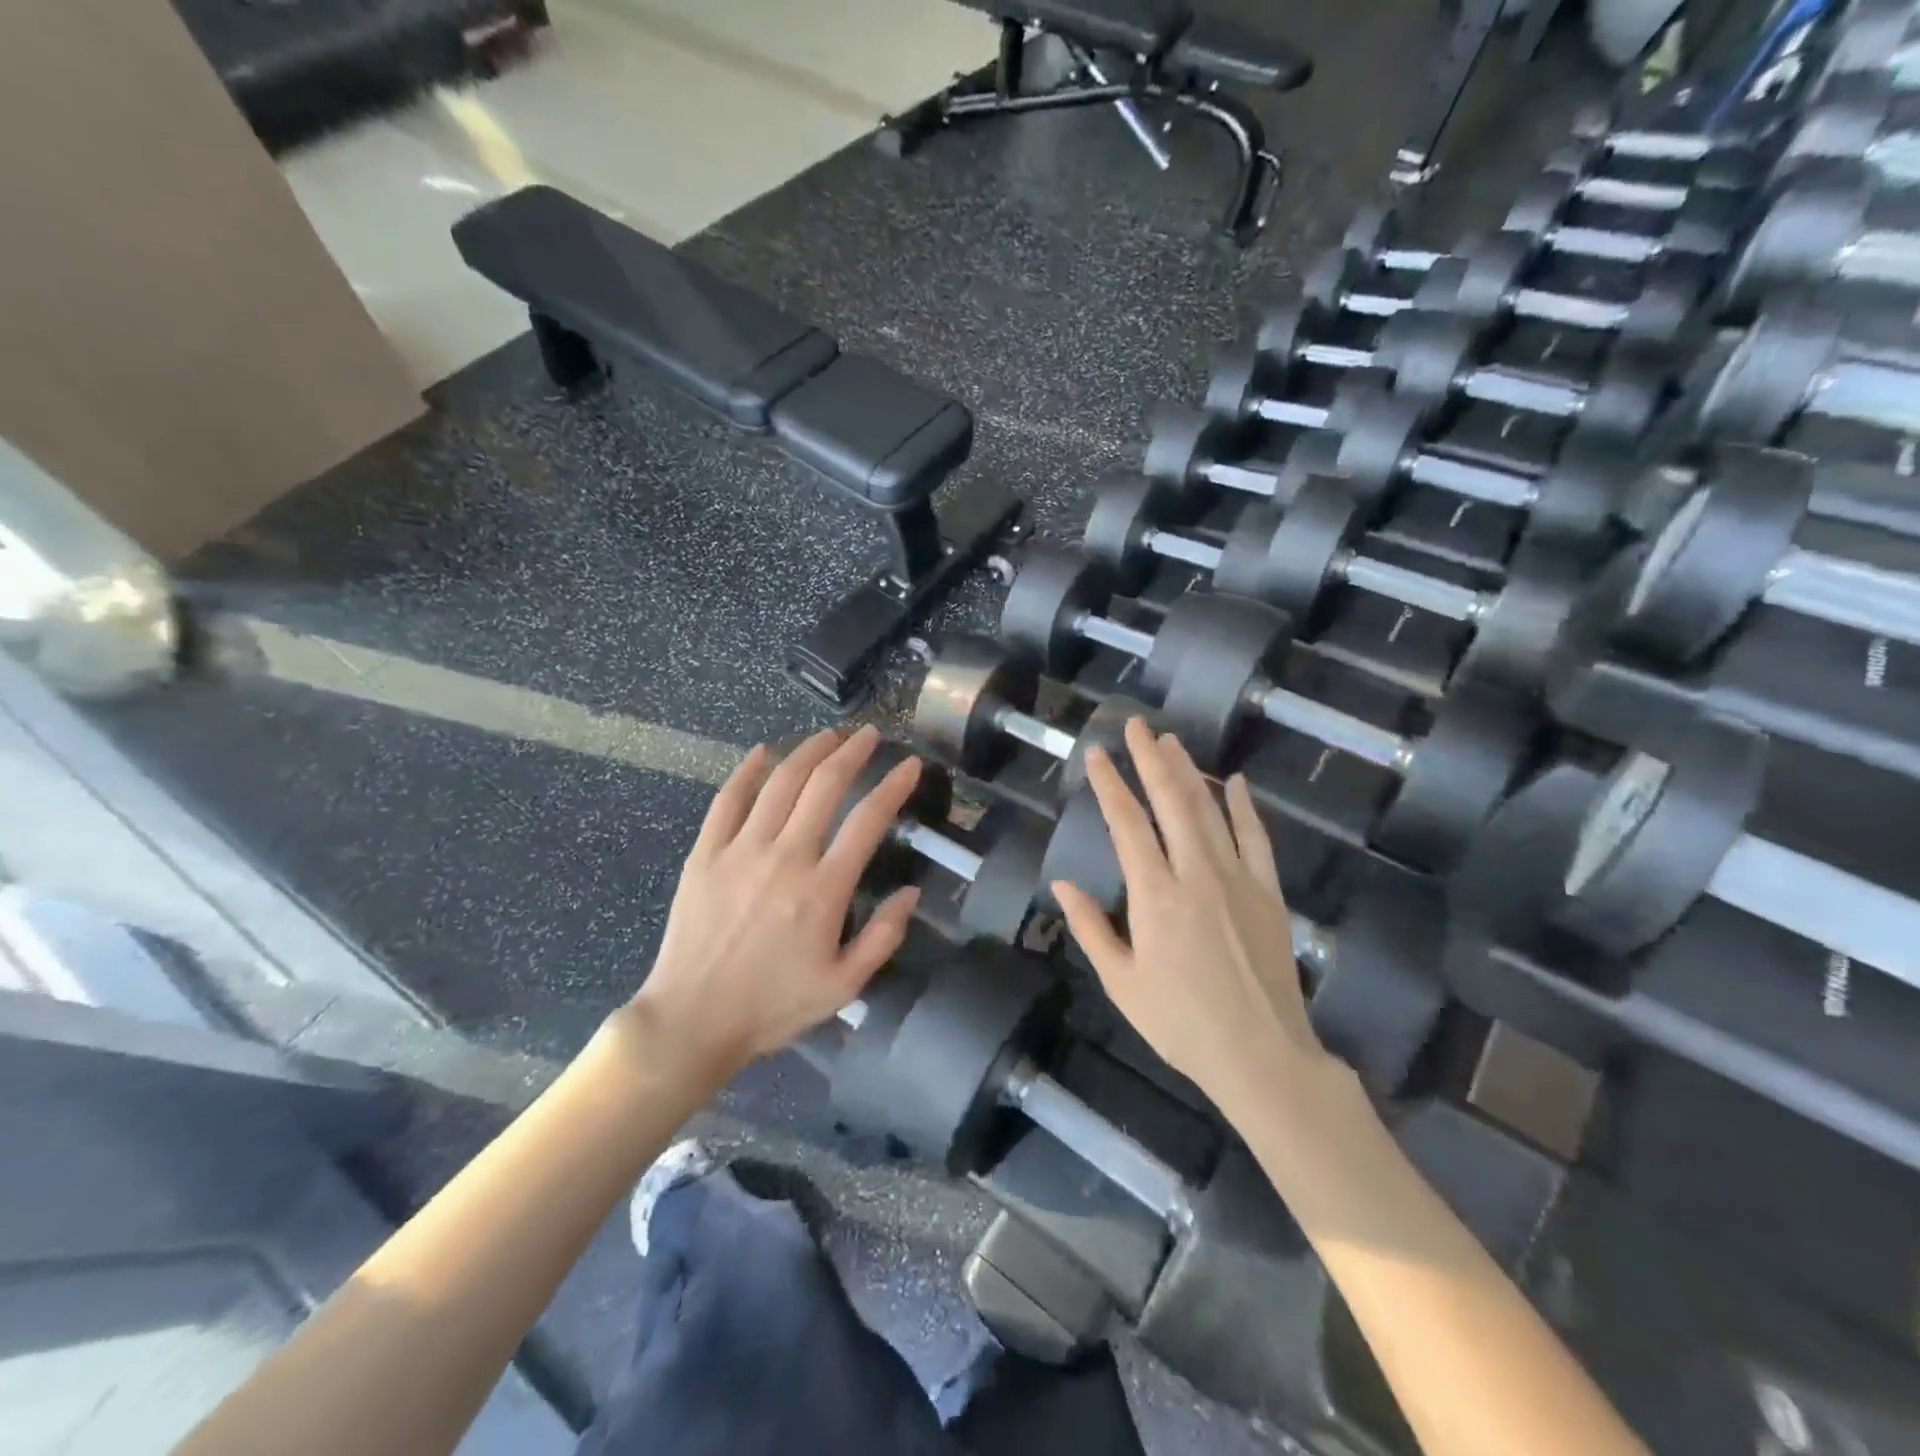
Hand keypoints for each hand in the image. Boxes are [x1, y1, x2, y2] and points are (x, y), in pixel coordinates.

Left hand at [628, 725, 922, 1081]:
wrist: (691, 1021)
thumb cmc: (772, 1007)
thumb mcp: (844, 987)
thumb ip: (883, 937)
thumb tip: (912, 893)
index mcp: (824, 889)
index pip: (868, 820)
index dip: (894, 786)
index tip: (911, 765)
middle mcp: (785, 857)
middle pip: (824, 786)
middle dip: (852, 752)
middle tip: (869, 735)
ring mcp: (740, 851)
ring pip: (780, 783)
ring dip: (808, 751)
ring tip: (828, 735)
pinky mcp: (705, 854)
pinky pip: (728, 800)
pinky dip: (747, 771)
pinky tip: (763, 752)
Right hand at [1051, 718, 1343, 1125]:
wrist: (1262, 1055)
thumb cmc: (1180, 1023)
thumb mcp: (1121, 983)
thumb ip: (1091, 928)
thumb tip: (1061, 884)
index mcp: (1155, 895)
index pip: (1127, 824)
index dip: (1109, 785)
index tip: (1096, 754)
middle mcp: (1196, 874)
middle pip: (1171, 802)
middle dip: (1150, 760)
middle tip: (1136, 726)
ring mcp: (1237, 878)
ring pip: (1209, 810)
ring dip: (1188, 772)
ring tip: (1171, 741)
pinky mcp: (1268, 892)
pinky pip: (1256, 837)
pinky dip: (1243, 807)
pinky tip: (1235, 782)